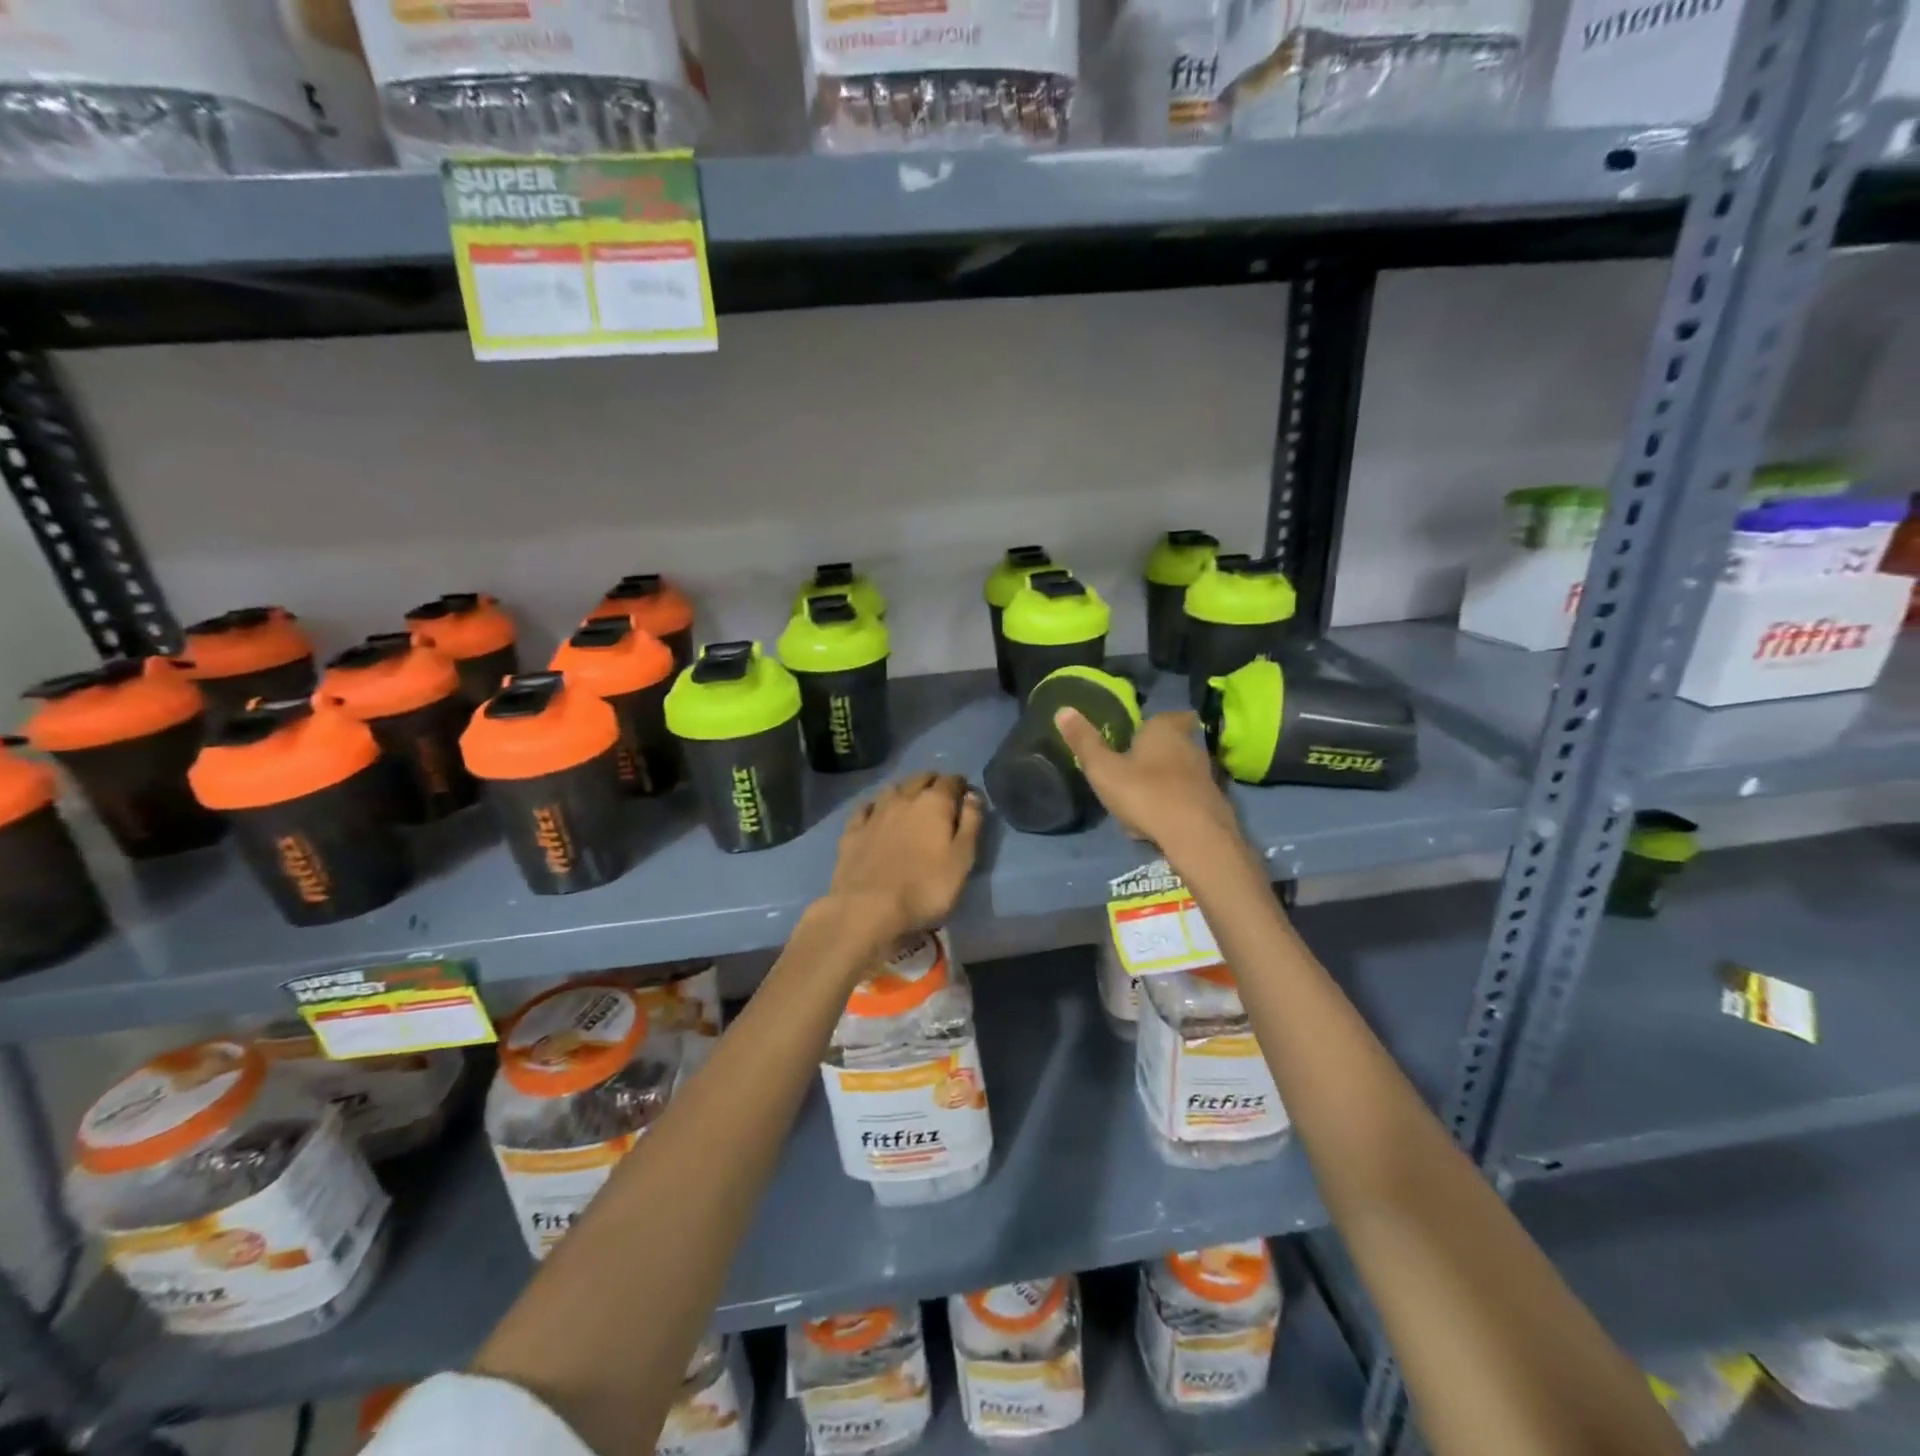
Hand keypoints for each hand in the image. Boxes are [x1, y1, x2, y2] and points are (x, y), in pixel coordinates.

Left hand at [827, 772, 983, 941]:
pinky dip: (875, 806)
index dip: (960, 784)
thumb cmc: (926, 887)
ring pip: (892, 789)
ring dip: (904, 790)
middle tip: (941, 794)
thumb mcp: (962, 859)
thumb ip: (971, 824)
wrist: (869, 907)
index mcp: (934, 803)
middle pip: (920, 779)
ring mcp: (875, 813)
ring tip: (910, 800)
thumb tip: (972, 796)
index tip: (965, 793)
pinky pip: (865, 808)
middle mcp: (903, 799)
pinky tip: (876, 814)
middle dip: (933, 782)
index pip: (950, 781)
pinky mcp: (853, 831)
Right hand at [1053, 709, 1241, 859]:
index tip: (1139, 733)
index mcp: (1165, 730)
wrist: (1196, 836)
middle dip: (1159, 751)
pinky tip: (1158, 821)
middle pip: (1176, 742)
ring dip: (1166, 780)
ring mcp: (1206, 775)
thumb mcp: (1103, 769)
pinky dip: (1175, 804)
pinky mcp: (1214, 803)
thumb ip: (1084, 742)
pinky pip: (1188, 797)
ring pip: (1182, 771)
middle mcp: (1191, 746)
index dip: (1155, 723)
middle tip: (1135, 764)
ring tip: (1141, 796)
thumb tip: (1063, 709)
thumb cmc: (1145, 793)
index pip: (1168, 715)